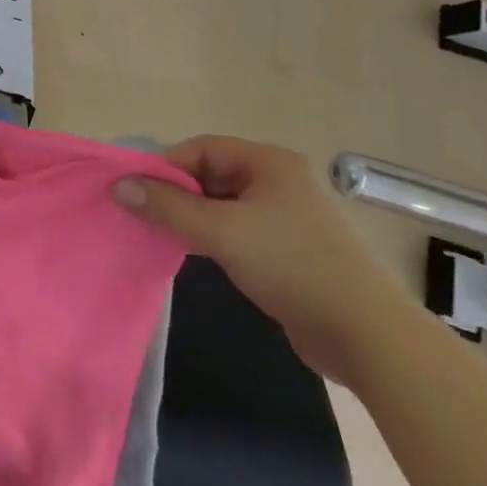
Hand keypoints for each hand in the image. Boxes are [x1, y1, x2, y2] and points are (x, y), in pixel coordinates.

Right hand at [113, 136, 419, 386]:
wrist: (368, 337)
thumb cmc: (293, 266)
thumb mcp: (222, 232)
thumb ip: (167, 206)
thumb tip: (118, 186)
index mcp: (269, 162)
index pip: (202, 149)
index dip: (167, 167)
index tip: (138, 192)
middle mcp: (279, 180)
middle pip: (211, 175)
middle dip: (178, 194)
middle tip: (147, 216)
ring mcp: (287, 216)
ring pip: (223, 205)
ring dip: (194, 218)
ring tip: (165, 237)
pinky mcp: (290, 249)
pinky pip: (239, 230)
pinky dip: (214, 238)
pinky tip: (197, 255)